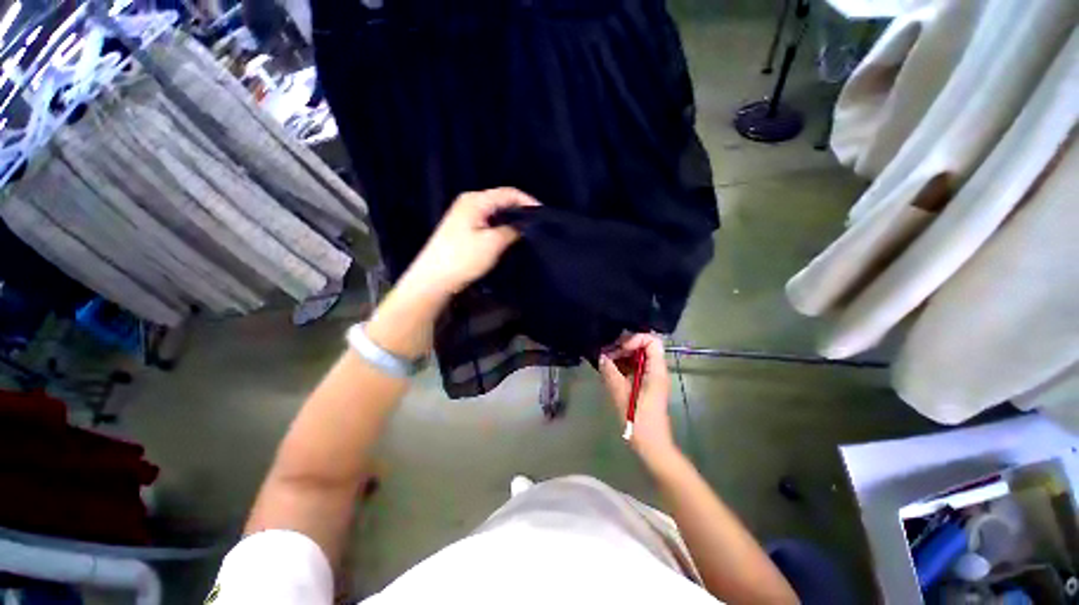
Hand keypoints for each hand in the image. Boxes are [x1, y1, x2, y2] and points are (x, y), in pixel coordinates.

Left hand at [403, 187, 538, 296]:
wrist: (434, 279)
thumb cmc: (463, 258)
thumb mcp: (493, 243)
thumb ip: (512, 230)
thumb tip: (524, 225)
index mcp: (475, 200)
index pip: (508, 193)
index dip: (528, 201)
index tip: (544, 214)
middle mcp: (469, 202)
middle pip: (501, 201)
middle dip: (520, 210)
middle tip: (538, 224)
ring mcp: (465, 216)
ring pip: (495, 213)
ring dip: (511, 220)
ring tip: (528, 231)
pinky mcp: (463, 229)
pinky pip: (488, 222)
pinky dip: (501, 227)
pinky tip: (509, 237)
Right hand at [597, 333, 676, 463]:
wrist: (652, 446)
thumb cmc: (639, 421)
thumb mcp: (621, 395)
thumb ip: (610, 373)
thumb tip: (601, 357)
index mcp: (656, 371)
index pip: (651, 340)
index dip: (635, 339)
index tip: (619, 350)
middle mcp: (656, 370)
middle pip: (643, 346)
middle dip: (624, 346)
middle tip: (606, 354)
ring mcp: (651, 377)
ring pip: (637, 356)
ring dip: (621, 356)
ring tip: (604, 362)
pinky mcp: (645, 385)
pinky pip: (634, 367)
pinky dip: (622, 366)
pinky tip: (608, 371)